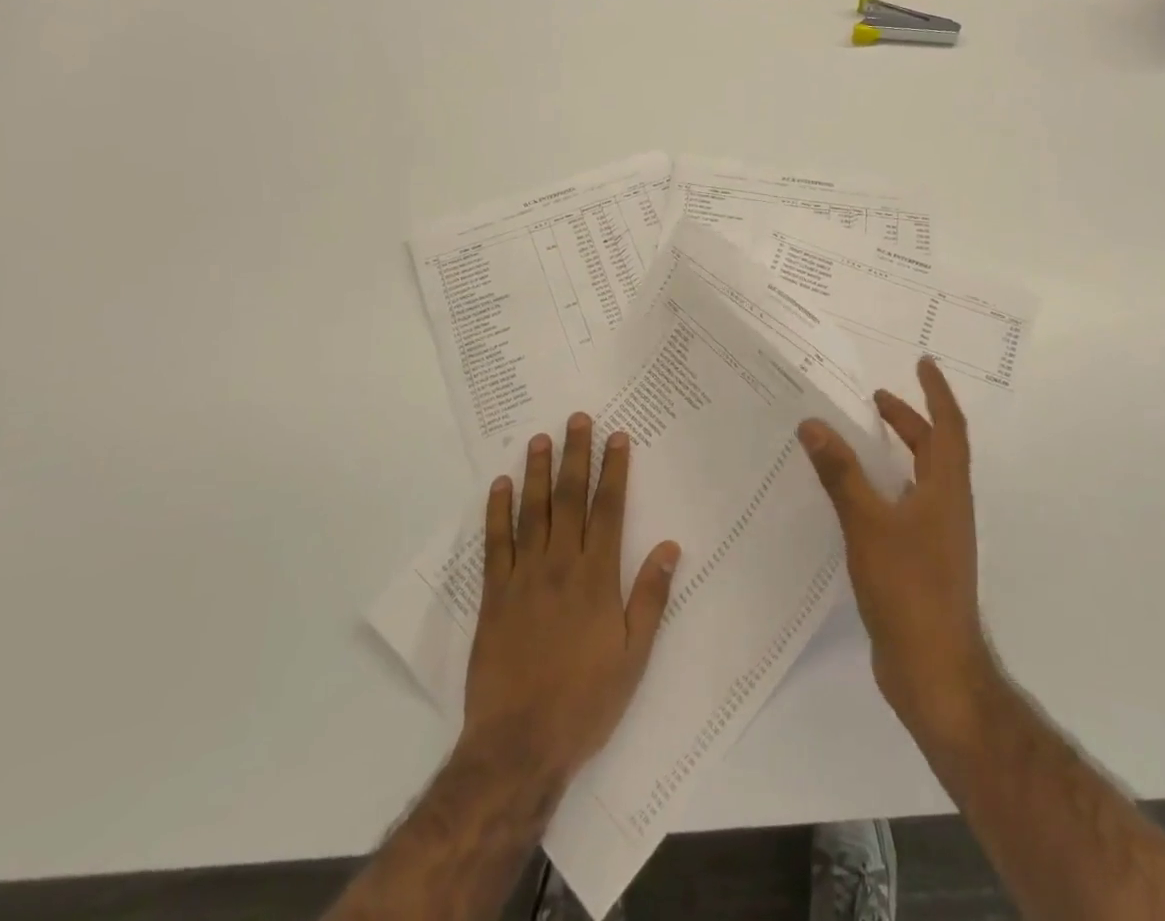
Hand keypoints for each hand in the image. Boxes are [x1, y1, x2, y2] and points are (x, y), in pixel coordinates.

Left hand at [461, 414, 680, 788]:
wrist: (519, 744)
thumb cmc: (585, 701)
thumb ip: (650, 597)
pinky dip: (497, 512)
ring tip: (540, 438)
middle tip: (577, 419)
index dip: (614, 470)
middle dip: (576, 455)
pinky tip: (500, 485)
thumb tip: (670, 547)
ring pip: (532, 511)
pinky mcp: (494, 595)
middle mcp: (560, 565)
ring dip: (538, 472)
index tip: (617, 438)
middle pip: (570, 498)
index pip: (609, 509)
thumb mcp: (634, 656)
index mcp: (597, 578)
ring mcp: (523, 577)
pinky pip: (496, 543)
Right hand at [798, 358, 997, 749]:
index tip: (922, 363)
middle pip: (934, 451)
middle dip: (909, 420)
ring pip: (919, 480)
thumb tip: (813, 423)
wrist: (934, 672)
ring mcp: (937, 538)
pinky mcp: (921, 563)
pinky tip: (854, 497)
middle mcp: (947, 508)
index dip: (936, 393)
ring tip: (861, 437)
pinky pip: (904, 507)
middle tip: (876, 398)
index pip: (949, 428)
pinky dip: (884, 487)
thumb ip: (841, 473)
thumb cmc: (909, 588)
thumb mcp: (868, 523)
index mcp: (946, 491)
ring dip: (897, 452)